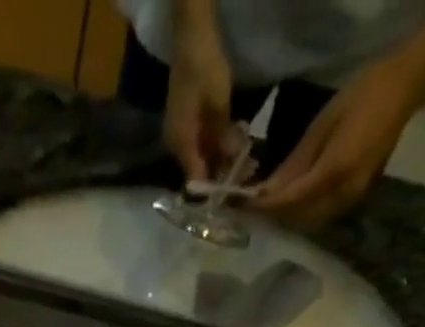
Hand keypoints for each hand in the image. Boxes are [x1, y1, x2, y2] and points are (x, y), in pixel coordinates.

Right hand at [164, 17, 235, 182]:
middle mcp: (176, 146)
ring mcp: (180, 135)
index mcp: (181, 144)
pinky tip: (234, 140)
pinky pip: (202, 144)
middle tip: (247, 170)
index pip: (196, 178)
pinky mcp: (186, 125)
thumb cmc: (204, 69)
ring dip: (223, 157)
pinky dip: (217, 145)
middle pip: (200, 169)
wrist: (191, 38)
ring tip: (246, 154)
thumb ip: (224, 137)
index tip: (235, 190)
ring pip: (202, 156)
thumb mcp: (219, 105)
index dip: (215, 187)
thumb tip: (232, 164)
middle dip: (222, 171)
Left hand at [250, 58, 424, 229]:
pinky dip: (304, 214)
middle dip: (275, 218)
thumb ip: (295, 163)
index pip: (291, 201)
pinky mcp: (357, 197)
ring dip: (288, 220)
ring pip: (311, 222)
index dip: (266, 208)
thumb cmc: (363, 95)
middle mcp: (344, 193)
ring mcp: (353, 198)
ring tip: (268, 212)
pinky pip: (323, 215)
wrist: (406, 86)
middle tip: (251, 213)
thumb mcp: (322, 124)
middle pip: (299, 219)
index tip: (244, 208)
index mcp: (335, 171)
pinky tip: (291, 206)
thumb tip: (267, 192)